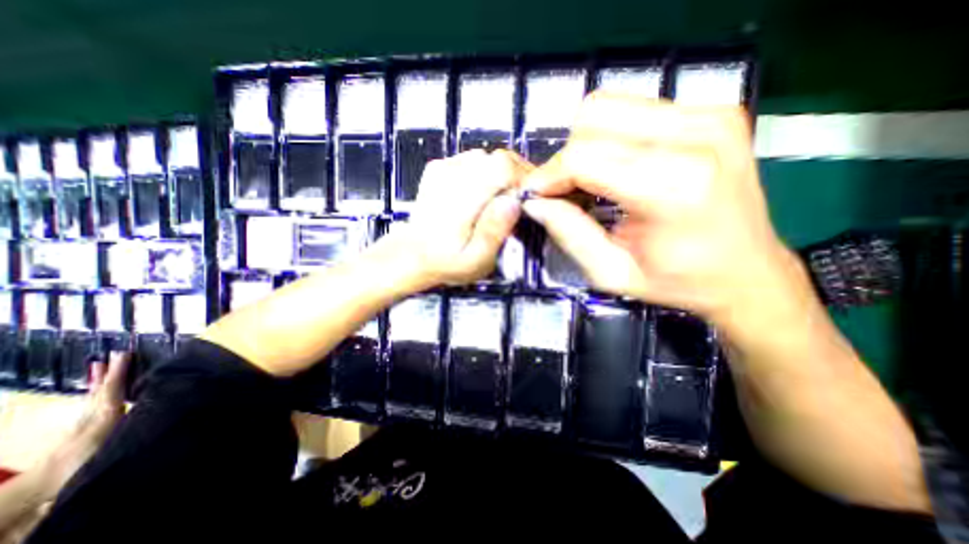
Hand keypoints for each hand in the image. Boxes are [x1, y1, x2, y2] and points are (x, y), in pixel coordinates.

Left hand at [41, 352, 129, 496]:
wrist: (47, 484)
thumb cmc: (89, 460)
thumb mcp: (117, 441)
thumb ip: (135, 422)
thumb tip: (161, 404)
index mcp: (105, 414)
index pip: (113, 387)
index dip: (119, 371)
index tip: (124, 353)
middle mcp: (94, 413)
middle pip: (102, 388)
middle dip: (108, 372)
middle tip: (113, 354)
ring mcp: (84, 421)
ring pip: (93, 395)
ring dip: (99, 380)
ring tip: (99, 365)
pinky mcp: (81, 428)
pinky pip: (91, 403)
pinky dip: (95, 392)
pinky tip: (96, 391)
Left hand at [390, 147, 527, 286]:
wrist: (412, 253)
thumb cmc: (447, 262)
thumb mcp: (475, 260)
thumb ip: (493, 232)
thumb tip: (513, 202)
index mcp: (462, 198)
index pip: (503, 166)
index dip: (523, 179)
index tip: (527, 199)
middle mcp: (452, 175)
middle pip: (499, 158)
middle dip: (515, 177)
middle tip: (517, 202)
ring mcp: (444, 167)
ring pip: (488, 157)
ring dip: (500, 176)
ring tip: (498, 200)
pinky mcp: (439, 167)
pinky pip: (472, 160)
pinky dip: (483, 173)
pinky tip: (480, 194)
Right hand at [522, 91, 794, 322]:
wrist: (746, 272)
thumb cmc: (677, 281)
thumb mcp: (611, 272)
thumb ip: (569, 233)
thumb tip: (535, 201)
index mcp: (674, 186)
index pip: (584, 156)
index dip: (549, 174)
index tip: (536, 195)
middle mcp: (696, 136)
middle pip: (595, 117)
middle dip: (567, 156)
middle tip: (566, 190)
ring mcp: (710, 115)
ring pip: (610, 105)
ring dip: (586, 143)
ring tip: (591, 180)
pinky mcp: (713, 110)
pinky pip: (634, 109)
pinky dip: (611, 136)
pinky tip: (616, 167)